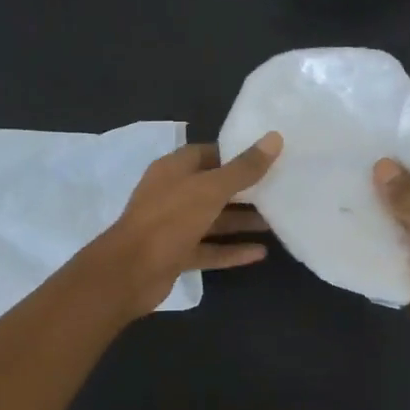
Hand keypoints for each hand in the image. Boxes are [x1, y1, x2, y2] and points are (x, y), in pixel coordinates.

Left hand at [92, 132, 281, 317]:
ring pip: (212, 221)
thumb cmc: (169, 219)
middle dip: (244, 190)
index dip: (235, 155)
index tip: (266, 158)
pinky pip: (209, 250)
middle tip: (279, 190)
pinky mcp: (176, 255)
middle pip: (212, 188)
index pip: (206, 154)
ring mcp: (173, 227)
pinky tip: (261, 253)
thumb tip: (274, 138)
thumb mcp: (210, 189)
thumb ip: (243, 168)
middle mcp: (172, 194)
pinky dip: (232, 251)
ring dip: (241, 221)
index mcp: (173, 170)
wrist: (130, 272)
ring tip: (276, 222)